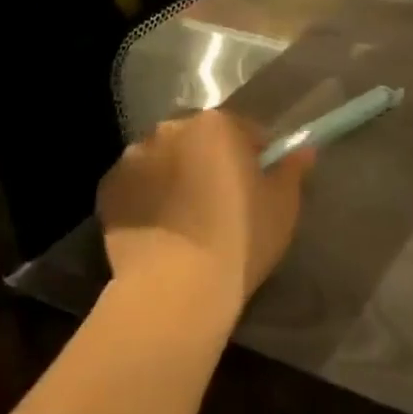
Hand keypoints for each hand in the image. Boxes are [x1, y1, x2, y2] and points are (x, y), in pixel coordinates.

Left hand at [97, 109, 314, 320]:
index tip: (258, 185)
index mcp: (216, 125)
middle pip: (198, 138)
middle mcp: (171, 129)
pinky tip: (159, 228)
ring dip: (175, 175)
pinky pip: (136, 184)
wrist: (175, 289)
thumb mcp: (283, 205)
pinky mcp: (109, 188)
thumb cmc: (240, 239)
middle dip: (209, 160)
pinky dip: (147, 196)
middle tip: (221, 200)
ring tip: (185, 217)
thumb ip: (292, 170)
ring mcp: (134, 157)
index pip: (243, 129)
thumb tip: (303, 150)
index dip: (254, 156)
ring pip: (164, 159)